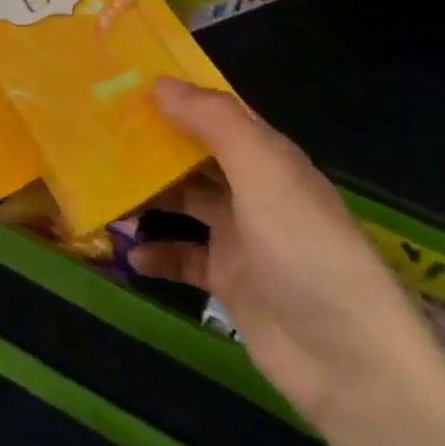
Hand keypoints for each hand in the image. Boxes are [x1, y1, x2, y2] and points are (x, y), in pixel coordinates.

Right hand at [130, 79, 444, 435]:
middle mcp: (251, 188)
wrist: (350, 362)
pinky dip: (156, 254)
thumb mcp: (263, 171)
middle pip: (191, 156)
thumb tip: (158, 83)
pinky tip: (128, 255)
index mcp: (265, 155)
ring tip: (99, 190)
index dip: (173, 96)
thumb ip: (213, 122)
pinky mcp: (229, 282)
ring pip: (182, 203)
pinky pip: (182, 257)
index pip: (213, 112)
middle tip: (94, 135)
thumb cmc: (304, 248)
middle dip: (149, 146)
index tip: (120, 84)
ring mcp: (239, 237)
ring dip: (145, 197)